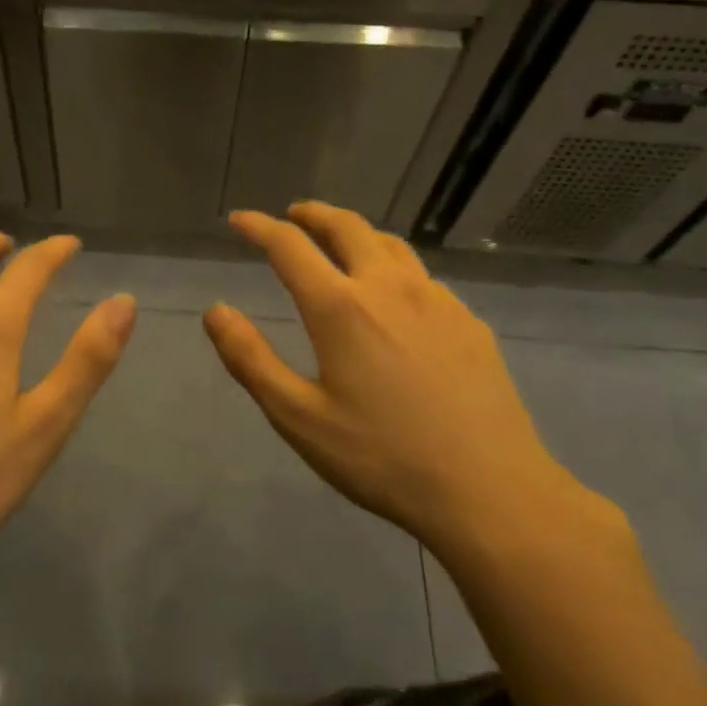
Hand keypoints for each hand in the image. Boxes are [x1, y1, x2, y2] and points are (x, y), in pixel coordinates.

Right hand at [203, 203, 581, 555]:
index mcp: (340, 307)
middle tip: (293, 215)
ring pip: (390, 243)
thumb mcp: (299, 417)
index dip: (259, 227)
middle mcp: (388, 287)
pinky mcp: (468, 321)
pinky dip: (393, 265)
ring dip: (356, 232)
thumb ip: (250, 359)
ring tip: (341, 242)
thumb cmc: (382, 457)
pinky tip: (395, 296)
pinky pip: (422, 276)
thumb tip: (215, 310)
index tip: (239, 219)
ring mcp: (436, 300)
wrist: (491, 491)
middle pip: (346, 226)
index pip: (290, 245)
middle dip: (313, 214)